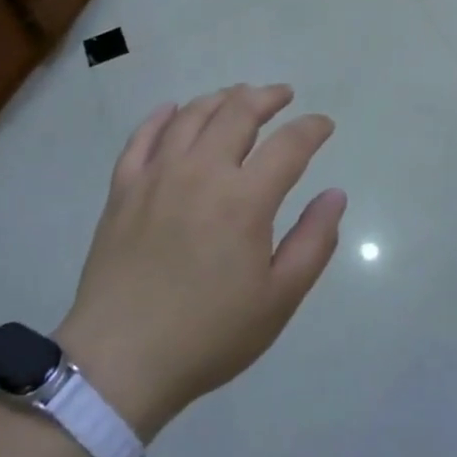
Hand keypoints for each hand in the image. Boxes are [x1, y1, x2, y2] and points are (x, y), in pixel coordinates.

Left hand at [56, 85, 344, 438]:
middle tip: (282, 95)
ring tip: (238, 96)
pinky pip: (142, 137)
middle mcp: (202, 172)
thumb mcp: (279, 298)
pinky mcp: (123, 189)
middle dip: (267, 97)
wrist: (120, 361)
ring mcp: (157, 176)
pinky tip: (172, 109)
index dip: (312, 128)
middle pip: (238, 112)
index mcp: (245, 199)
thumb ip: (314, 241)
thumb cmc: (209, 334)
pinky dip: (161, 116)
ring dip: (221, 98)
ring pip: (192, 116)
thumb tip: (335, 194)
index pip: (289, 144)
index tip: (323, 125)